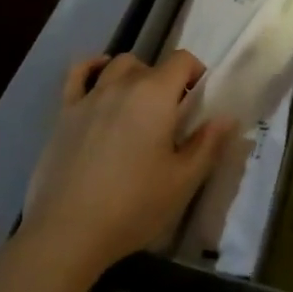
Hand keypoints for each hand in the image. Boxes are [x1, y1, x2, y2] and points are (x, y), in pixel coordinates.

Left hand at [22, 50, 232, 275]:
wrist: (69, 231)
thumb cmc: (134, 205)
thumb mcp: (183, 181)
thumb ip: (208, 144)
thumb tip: (228, 117)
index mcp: (155, 95)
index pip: (182, 60)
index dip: (196, 72)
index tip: (199, 101)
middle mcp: (122, 84)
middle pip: (150, 65)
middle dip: (166, 82)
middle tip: (170, 116)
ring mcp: (90, 96)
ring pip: (117, 65)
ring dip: (134, 75)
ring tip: (139, 104)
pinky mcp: (64, 112)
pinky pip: (77, 73)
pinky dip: (92, 67)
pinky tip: (99, 77)